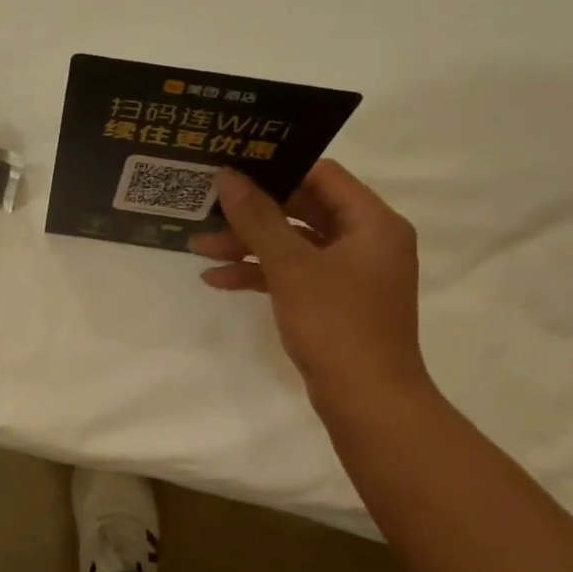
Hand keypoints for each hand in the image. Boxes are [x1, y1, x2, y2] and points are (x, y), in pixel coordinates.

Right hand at [192, 163, 428, 409]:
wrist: (366, 401)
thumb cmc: (336, 325)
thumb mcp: (291, 267)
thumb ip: (258, 218)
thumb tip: (228, 176)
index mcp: (373, 223)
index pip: (323, 176)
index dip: (278, 170)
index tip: (234, 170)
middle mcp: (366, 241)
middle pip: (304, 210)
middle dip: (253, 214)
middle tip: (209, 209)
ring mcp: (350, 274)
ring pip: (293, 245)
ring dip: (249, 246)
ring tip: (200, 248)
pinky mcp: (333, 302)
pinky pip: (293, 275)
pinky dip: (260, 275)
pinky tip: (218, 280)